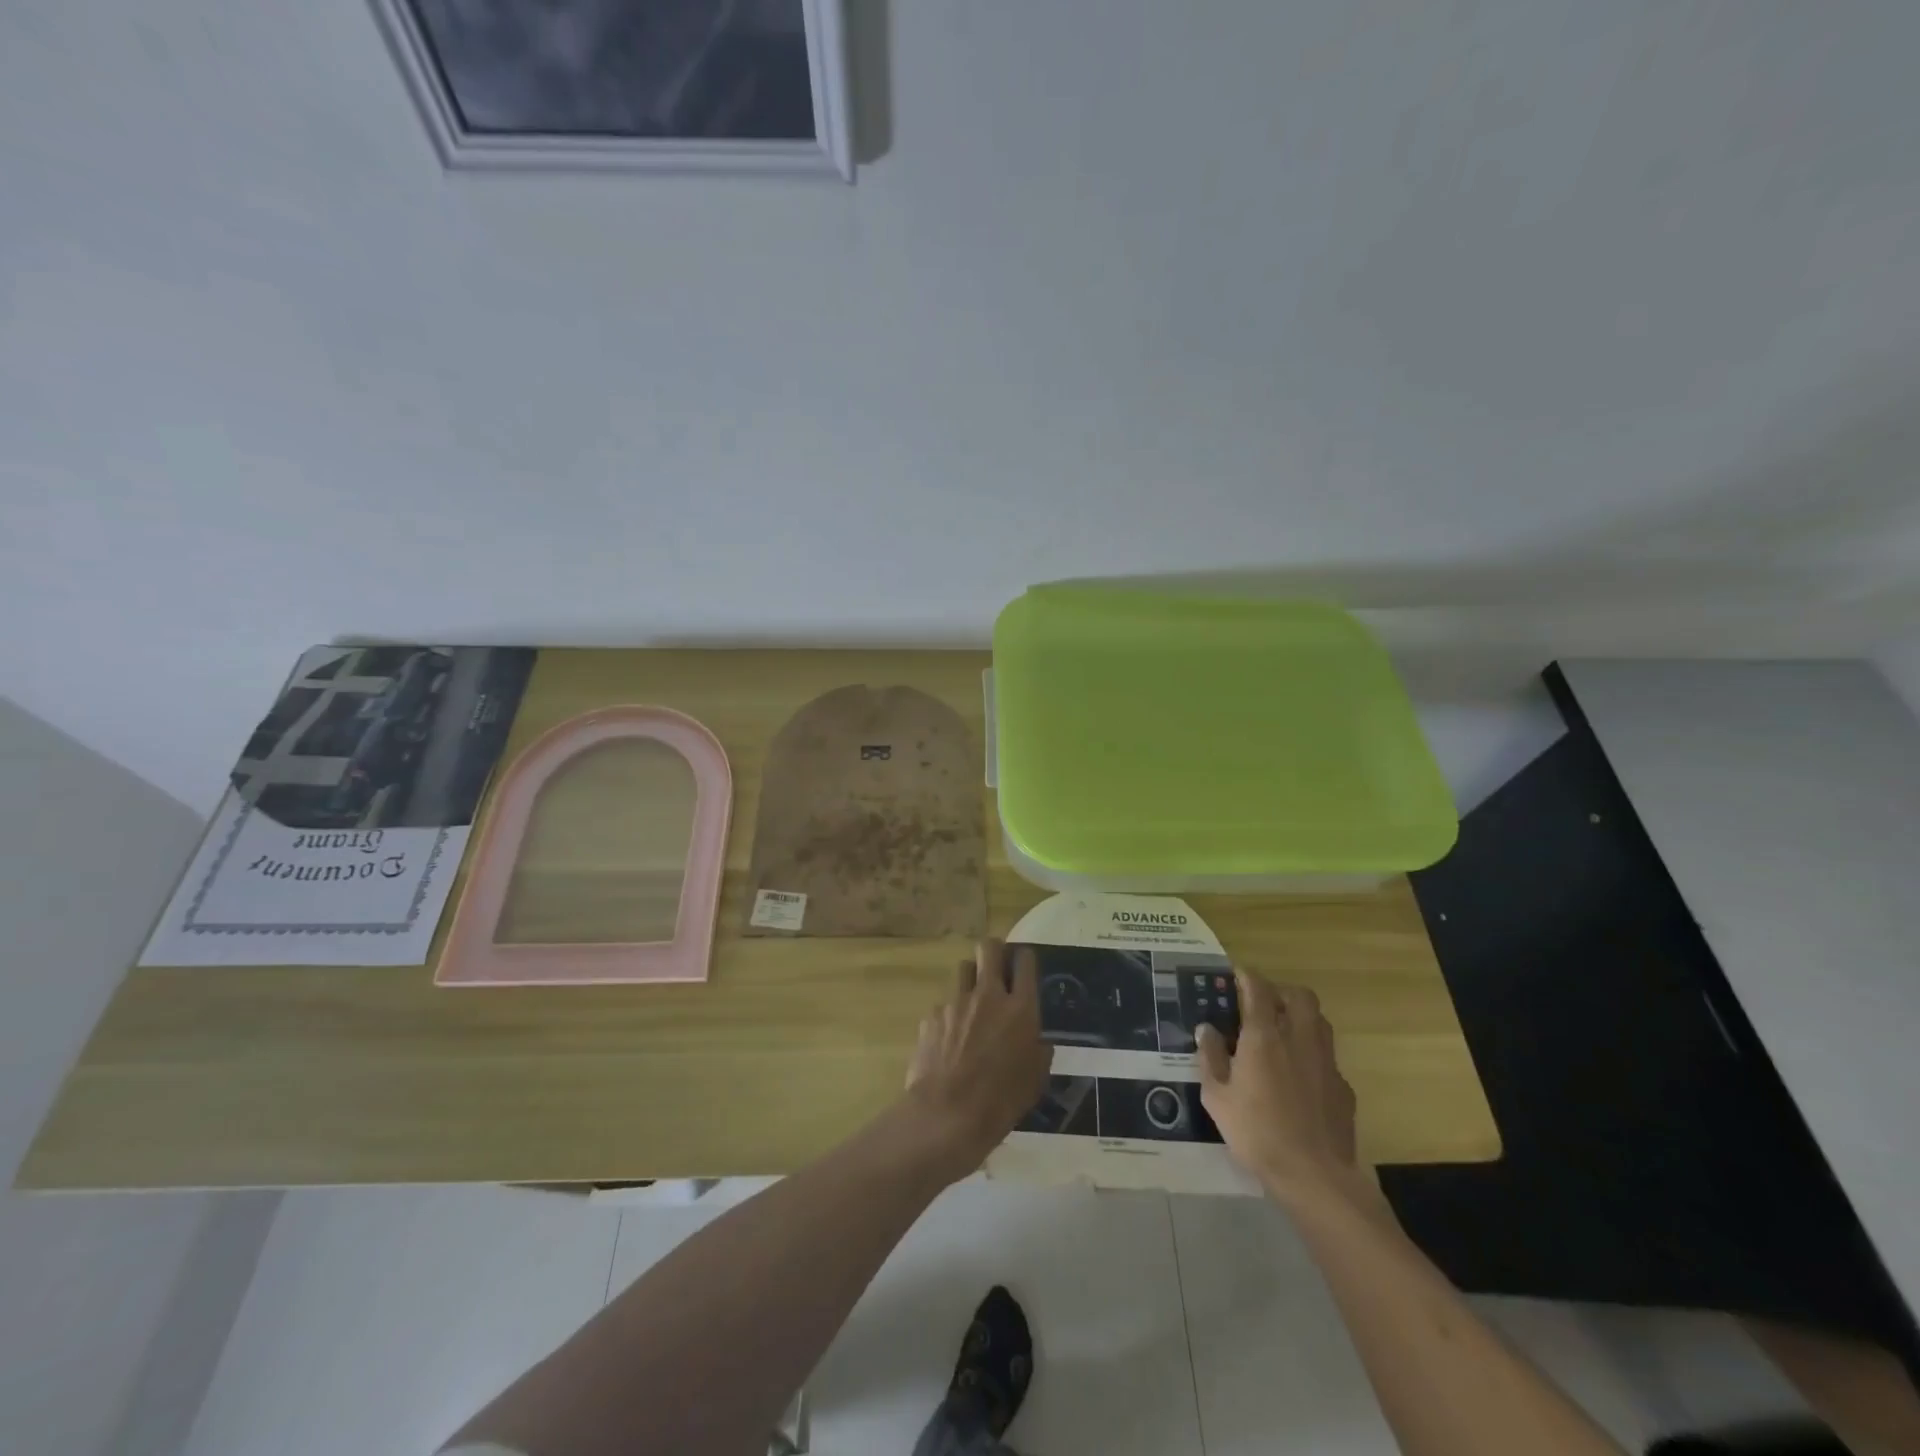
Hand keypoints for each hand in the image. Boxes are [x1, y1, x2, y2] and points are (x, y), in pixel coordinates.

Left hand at [903, 939, 1052, 1179]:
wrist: (947, 1115)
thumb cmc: (1001, 1102)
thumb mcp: (1036, 1079)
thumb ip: (1039, 1049)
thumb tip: (1037, 1039)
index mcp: (1020, 1008)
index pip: (1025, 961)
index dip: (1024, 958)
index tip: (1022, 966)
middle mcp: (988, 995)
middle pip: (989, 948)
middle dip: (994, 951)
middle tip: (997, 968)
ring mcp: (956, 1002)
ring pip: (964, 969)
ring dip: (971, 980)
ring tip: (973, 1004)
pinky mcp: (932, 1016)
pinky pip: (944, 1005)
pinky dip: (950, 1016)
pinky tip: (950, 1041)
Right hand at [1197, 972, 1363, 1205]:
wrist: (1314, 1176)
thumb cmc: (1256, 1132)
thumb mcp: (1217, 1097)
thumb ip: (1210, 1058)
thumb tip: (1206, 1029)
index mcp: (1264, 1037)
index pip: (1258, 989)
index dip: (1246, 977)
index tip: (1236, 975)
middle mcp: (1298, 1039)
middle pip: (1299, 996)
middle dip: (1281, 992)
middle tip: (1263, 1004)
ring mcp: (1325, 1062)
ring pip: (1319, 1021)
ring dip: (1301, 1017)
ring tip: (1282, 1033)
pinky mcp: (1343, 1087)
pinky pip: (1327, 1056)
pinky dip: (1312, 1054)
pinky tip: (1299, 1077)